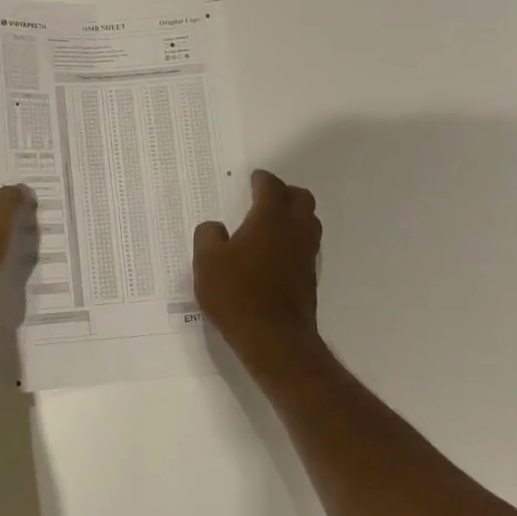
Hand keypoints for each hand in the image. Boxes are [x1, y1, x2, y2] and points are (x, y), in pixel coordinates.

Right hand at [194, 169, 320, 361]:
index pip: (271, 187)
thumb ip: (208, 236)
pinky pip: (306, 246)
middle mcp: (294, 230)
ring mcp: (306, 255)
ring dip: (294, 216)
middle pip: (302, 199)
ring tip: (272, 223)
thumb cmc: (236, 293)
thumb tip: (216, 228)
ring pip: (309, 223)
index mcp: (270, 219)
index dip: (262, 180)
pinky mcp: (309, 277)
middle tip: (266, 196)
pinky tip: (275, 253)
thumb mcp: (207, 261)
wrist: (273, 337)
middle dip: (285, 193)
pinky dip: (294, 240)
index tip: (254, 178)